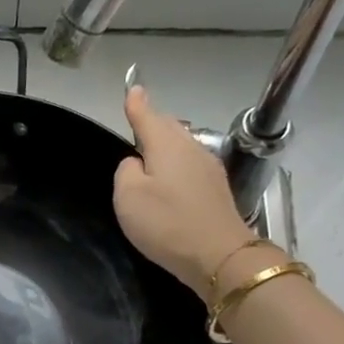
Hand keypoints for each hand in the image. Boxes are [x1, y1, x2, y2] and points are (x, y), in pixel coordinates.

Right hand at [115, 85, 255, 296]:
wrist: (217, 255)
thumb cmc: (166, 223)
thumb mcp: (129, 198)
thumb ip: (126, 172)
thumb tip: (135, 163)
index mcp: (167, 145)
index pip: (148, 117)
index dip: (137, 104)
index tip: (133, 88)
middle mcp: (191, 149)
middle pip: (169, 128)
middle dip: (153, 121)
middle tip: (139, 118)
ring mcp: (208, 168)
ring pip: (182, 146)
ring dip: (166, 144)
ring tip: (151, 149)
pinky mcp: (216, 190)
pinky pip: (190, 166)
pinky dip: (177, 164)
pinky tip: (171, 177)